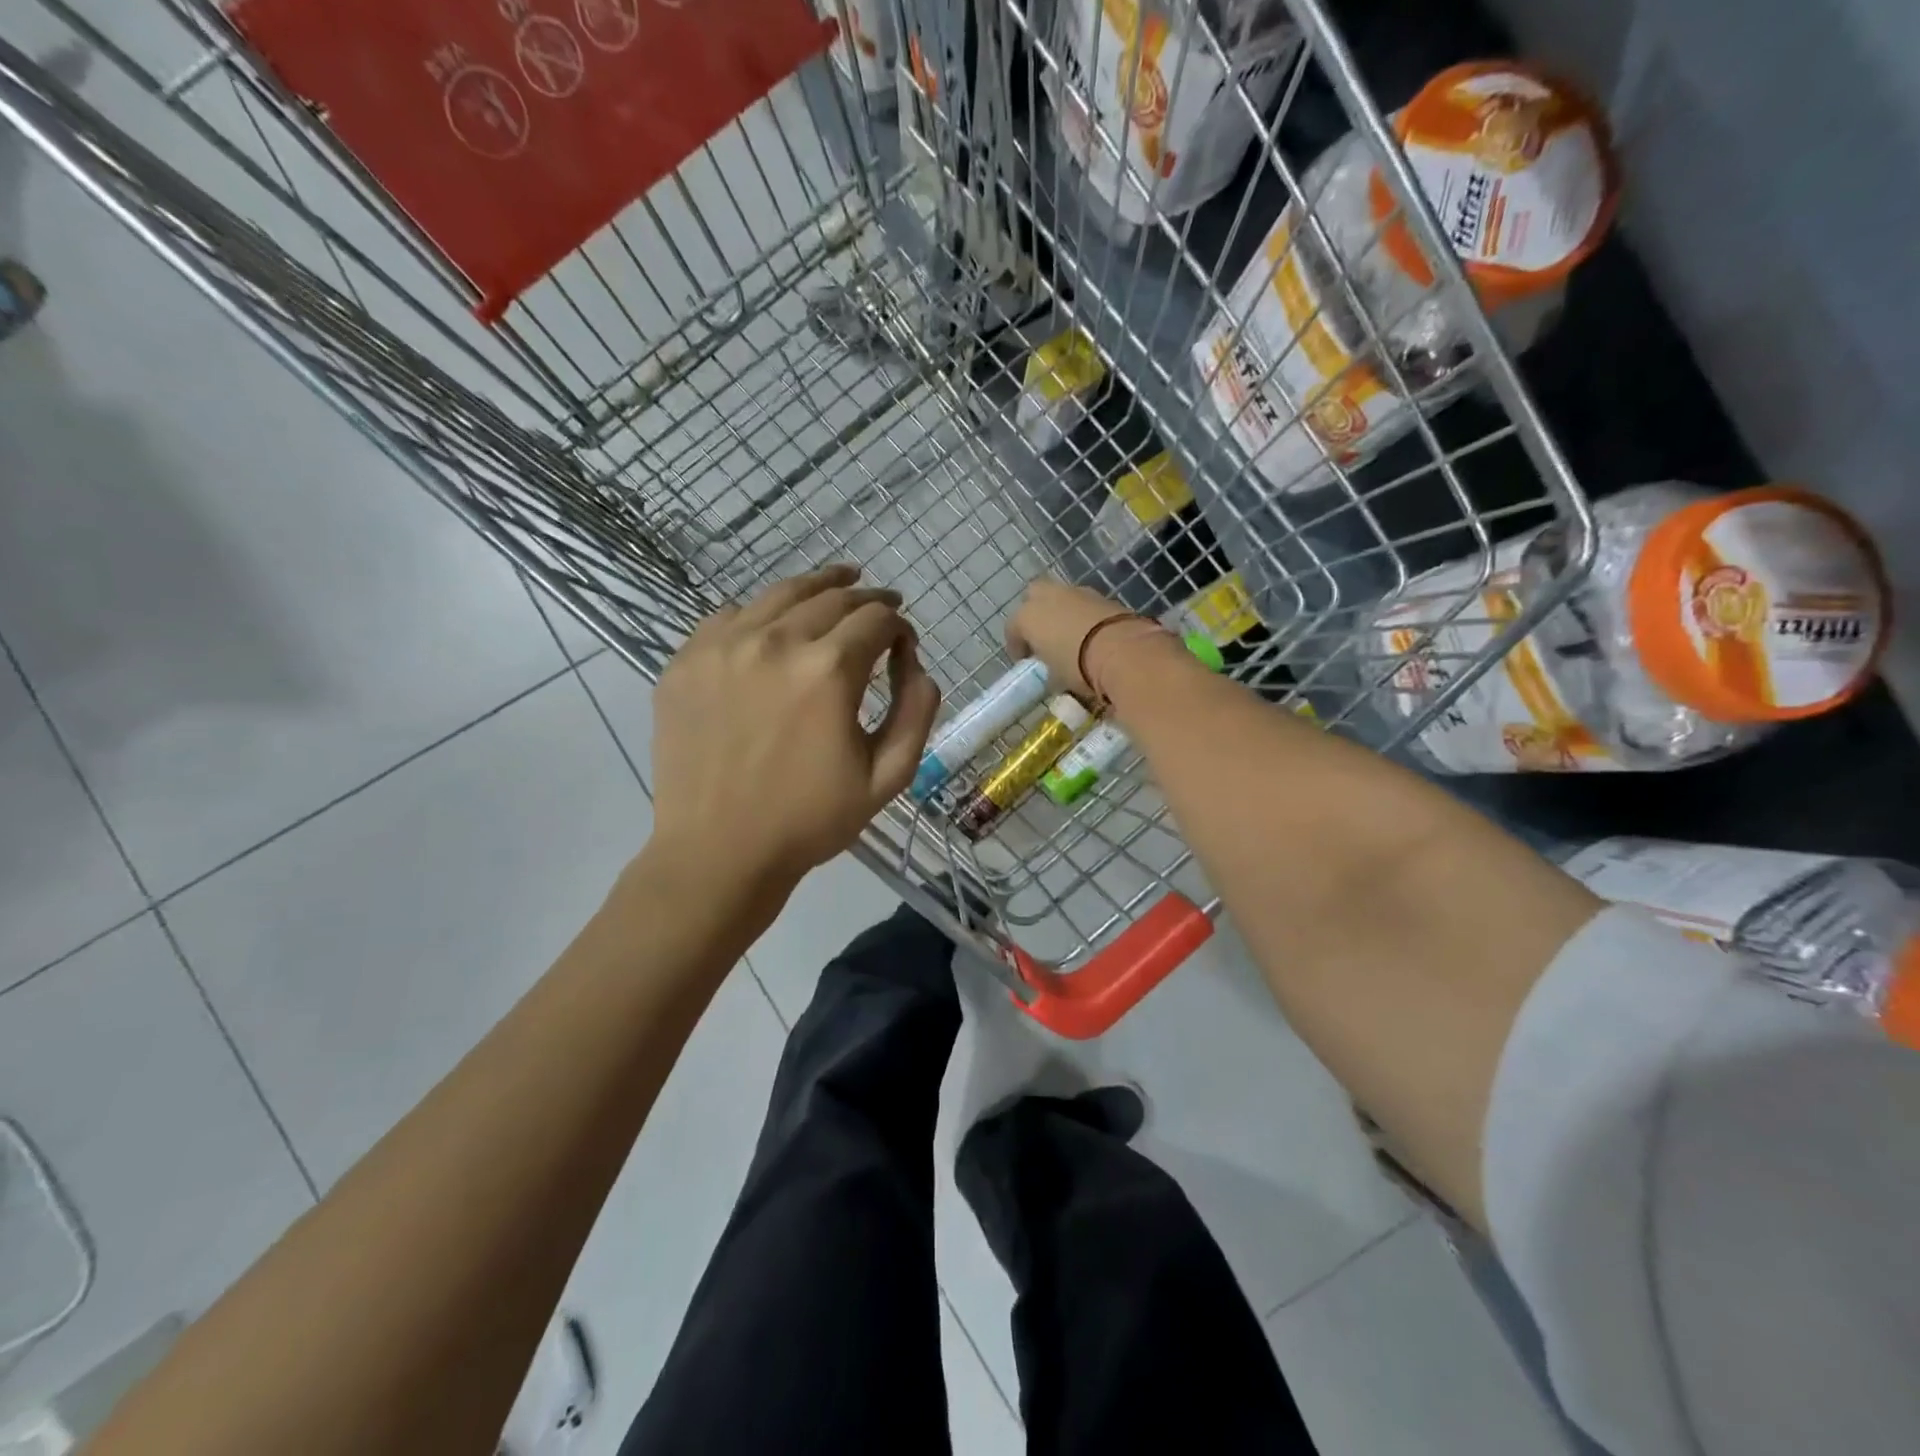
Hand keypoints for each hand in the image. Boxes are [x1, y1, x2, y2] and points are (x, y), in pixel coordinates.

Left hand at [648, 565, 941, 891]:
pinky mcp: (686, 662)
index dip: (898, 623)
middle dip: (865, 597)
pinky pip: (730, 616)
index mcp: (828, 670)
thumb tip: (915, 661)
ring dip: (816, 588)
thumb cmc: (811, 820)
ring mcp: (723, 647)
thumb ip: (917, 710)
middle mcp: (775, 641)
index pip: (876, 618)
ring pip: (780, 595)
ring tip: (836, 584)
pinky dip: (761, 613)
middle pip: (831, 596)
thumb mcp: (889, 776)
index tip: (903, 640)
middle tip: (880, 605)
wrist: (719, 853)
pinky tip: (772, 625)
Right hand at [1006, 578, 1161, 698]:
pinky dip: (1083, 615)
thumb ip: (1049, 667)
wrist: (1123, 650)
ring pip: (1061, 596)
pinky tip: (1090, 633)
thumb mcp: (1055, 676)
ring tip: (1069, 634)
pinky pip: (1084, 604)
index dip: (1016, 645)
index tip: (1024, 659)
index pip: (1013, 628)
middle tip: (1042, 635)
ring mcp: (1077, 593)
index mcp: (1027, 617)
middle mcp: (1048, 597)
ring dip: (1061, 611)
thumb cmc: (1078, 666)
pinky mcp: (1103, 596)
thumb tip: (1054, 668)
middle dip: (1035, 612)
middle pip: (1034, 596)